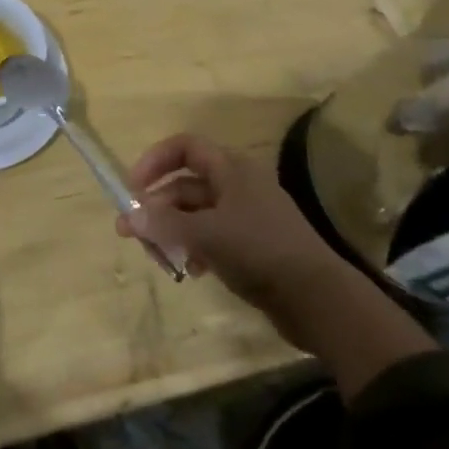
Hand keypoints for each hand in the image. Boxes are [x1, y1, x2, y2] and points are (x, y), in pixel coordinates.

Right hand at [116, 134, 336, 315]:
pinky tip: (189, 270)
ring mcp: (246, 217)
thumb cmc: (261, 251)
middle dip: (157, 206)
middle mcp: (237, 185)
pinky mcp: (251, 246)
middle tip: (131, 233)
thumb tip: (128, 217)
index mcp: (231, 169)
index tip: (132, 187)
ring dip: (172, 231)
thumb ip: (165, 225)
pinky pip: (211, 237)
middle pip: (186, 184)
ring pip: (196, 214)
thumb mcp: (207, 234)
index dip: (155, 160)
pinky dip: (194, 248)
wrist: (320, 300)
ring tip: (157, 257)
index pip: (185, 147)